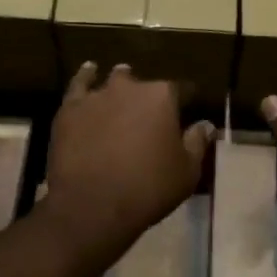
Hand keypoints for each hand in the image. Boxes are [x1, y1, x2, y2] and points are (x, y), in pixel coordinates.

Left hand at [45, 63, 213, 252]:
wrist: (92, 205)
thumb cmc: (148, 189)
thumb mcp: (186, 172)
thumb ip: (197, 143)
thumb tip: (206, 124)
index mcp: (163, 97)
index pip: (181, 90)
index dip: (185, 101)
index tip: (187, 111)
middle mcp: (131, 87)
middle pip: (146, 85)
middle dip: (150, 97)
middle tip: (150, 116)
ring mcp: (98, 95)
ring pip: (114, 80)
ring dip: (121, 83)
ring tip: (123, 87)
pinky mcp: (70, 108)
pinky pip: (79, 84)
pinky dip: (86, 77)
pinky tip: (90, 71)